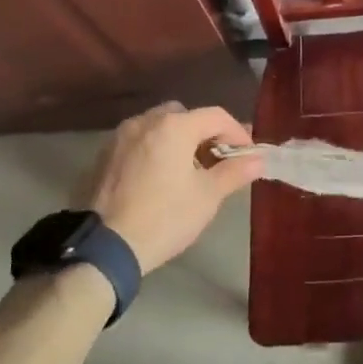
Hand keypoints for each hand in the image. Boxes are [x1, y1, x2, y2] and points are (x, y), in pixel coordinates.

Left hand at [83, 103, 263, 273]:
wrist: (105, 248)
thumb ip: (235, 172)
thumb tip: (258, 159)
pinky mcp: (104, 156)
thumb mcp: (208, 196)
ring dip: (178, 140)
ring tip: (188, 171)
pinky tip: (159, 178)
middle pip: (185, 116)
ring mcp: (120, 137)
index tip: (247, 155)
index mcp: (174, 126)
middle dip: (205, 134)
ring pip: (159, 127)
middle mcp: (145, 121)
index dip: (237, 133)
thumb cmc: (165, 217)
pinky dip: (155, 150)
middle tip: (217, 161)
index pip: (216, 116)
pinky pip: (139, 142)